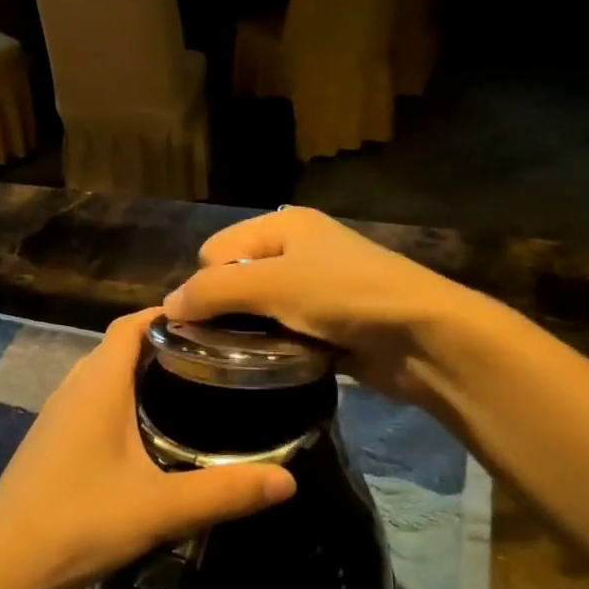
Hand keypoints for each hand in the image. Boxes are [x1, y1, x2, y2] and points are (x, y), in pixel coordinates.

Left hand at [0, 309, 295, 588]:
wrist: (0, 565)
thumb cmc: (79, 521)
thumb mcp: (161, 508)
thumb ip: (226, 492)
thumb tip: (289, 480)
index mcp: (99, 382)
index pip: (133, 323)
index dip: (170, 314)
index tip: (215, 322)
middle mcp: (76, 385)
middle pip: (122, 345)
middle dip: (166, 344)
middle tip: (217, 360)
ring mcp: (59, 413)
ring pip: (106, 374)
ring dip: (143, 373)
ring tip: (193, 391)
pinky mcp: (52, 439)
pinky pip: (94, 399)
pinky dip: (124, 399)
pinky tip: (149, 434)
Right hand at [162, 206, 471, 401]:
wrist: (423, 335)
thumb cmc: (344, 296)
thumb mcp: (273, 285)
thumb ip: (215, 291)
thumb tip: (166, 306)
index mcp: (282, 226)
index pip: (216, 249)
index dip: (205, 283)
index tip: (206, 319)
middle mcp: (296, 249)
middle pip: (235, 277)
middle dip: (225, 308)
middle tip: (222, 343)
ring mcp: (315, 287)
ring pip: (259, 308)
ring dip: (250, 331)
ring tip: (245, 357)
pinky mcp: (328, 322)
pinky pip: (283, 330)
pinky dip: (275, 345)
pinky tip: (273, 363)